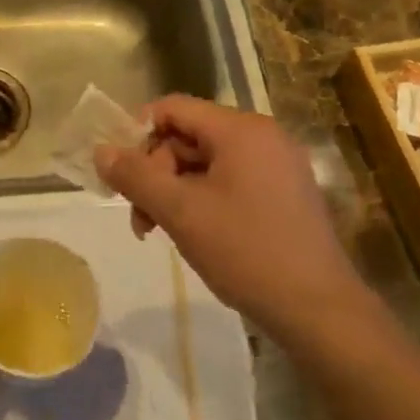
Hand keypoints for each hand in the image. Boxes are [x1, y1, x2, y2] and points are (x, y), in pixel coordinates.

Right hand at [95, 96, 358, 335]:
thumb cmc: (246, 252)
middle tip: (141, 217)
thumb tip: (100, 152)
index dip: (138, 134)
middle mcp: (263, 136)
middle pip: (189, 136)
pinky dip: (203, 199)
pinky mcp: (285, 193)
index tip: (121, 173)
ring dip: (175, 190)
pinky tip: (194, 233)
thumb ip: (135, 177)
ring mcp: (278, 165)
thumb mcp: (180, 212)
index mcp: (241, 129)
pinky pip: (231, 180)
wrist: (319, 311)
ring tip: (159, 231)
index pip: (173, 108)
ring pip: (207, 162)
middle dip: (156, 172)